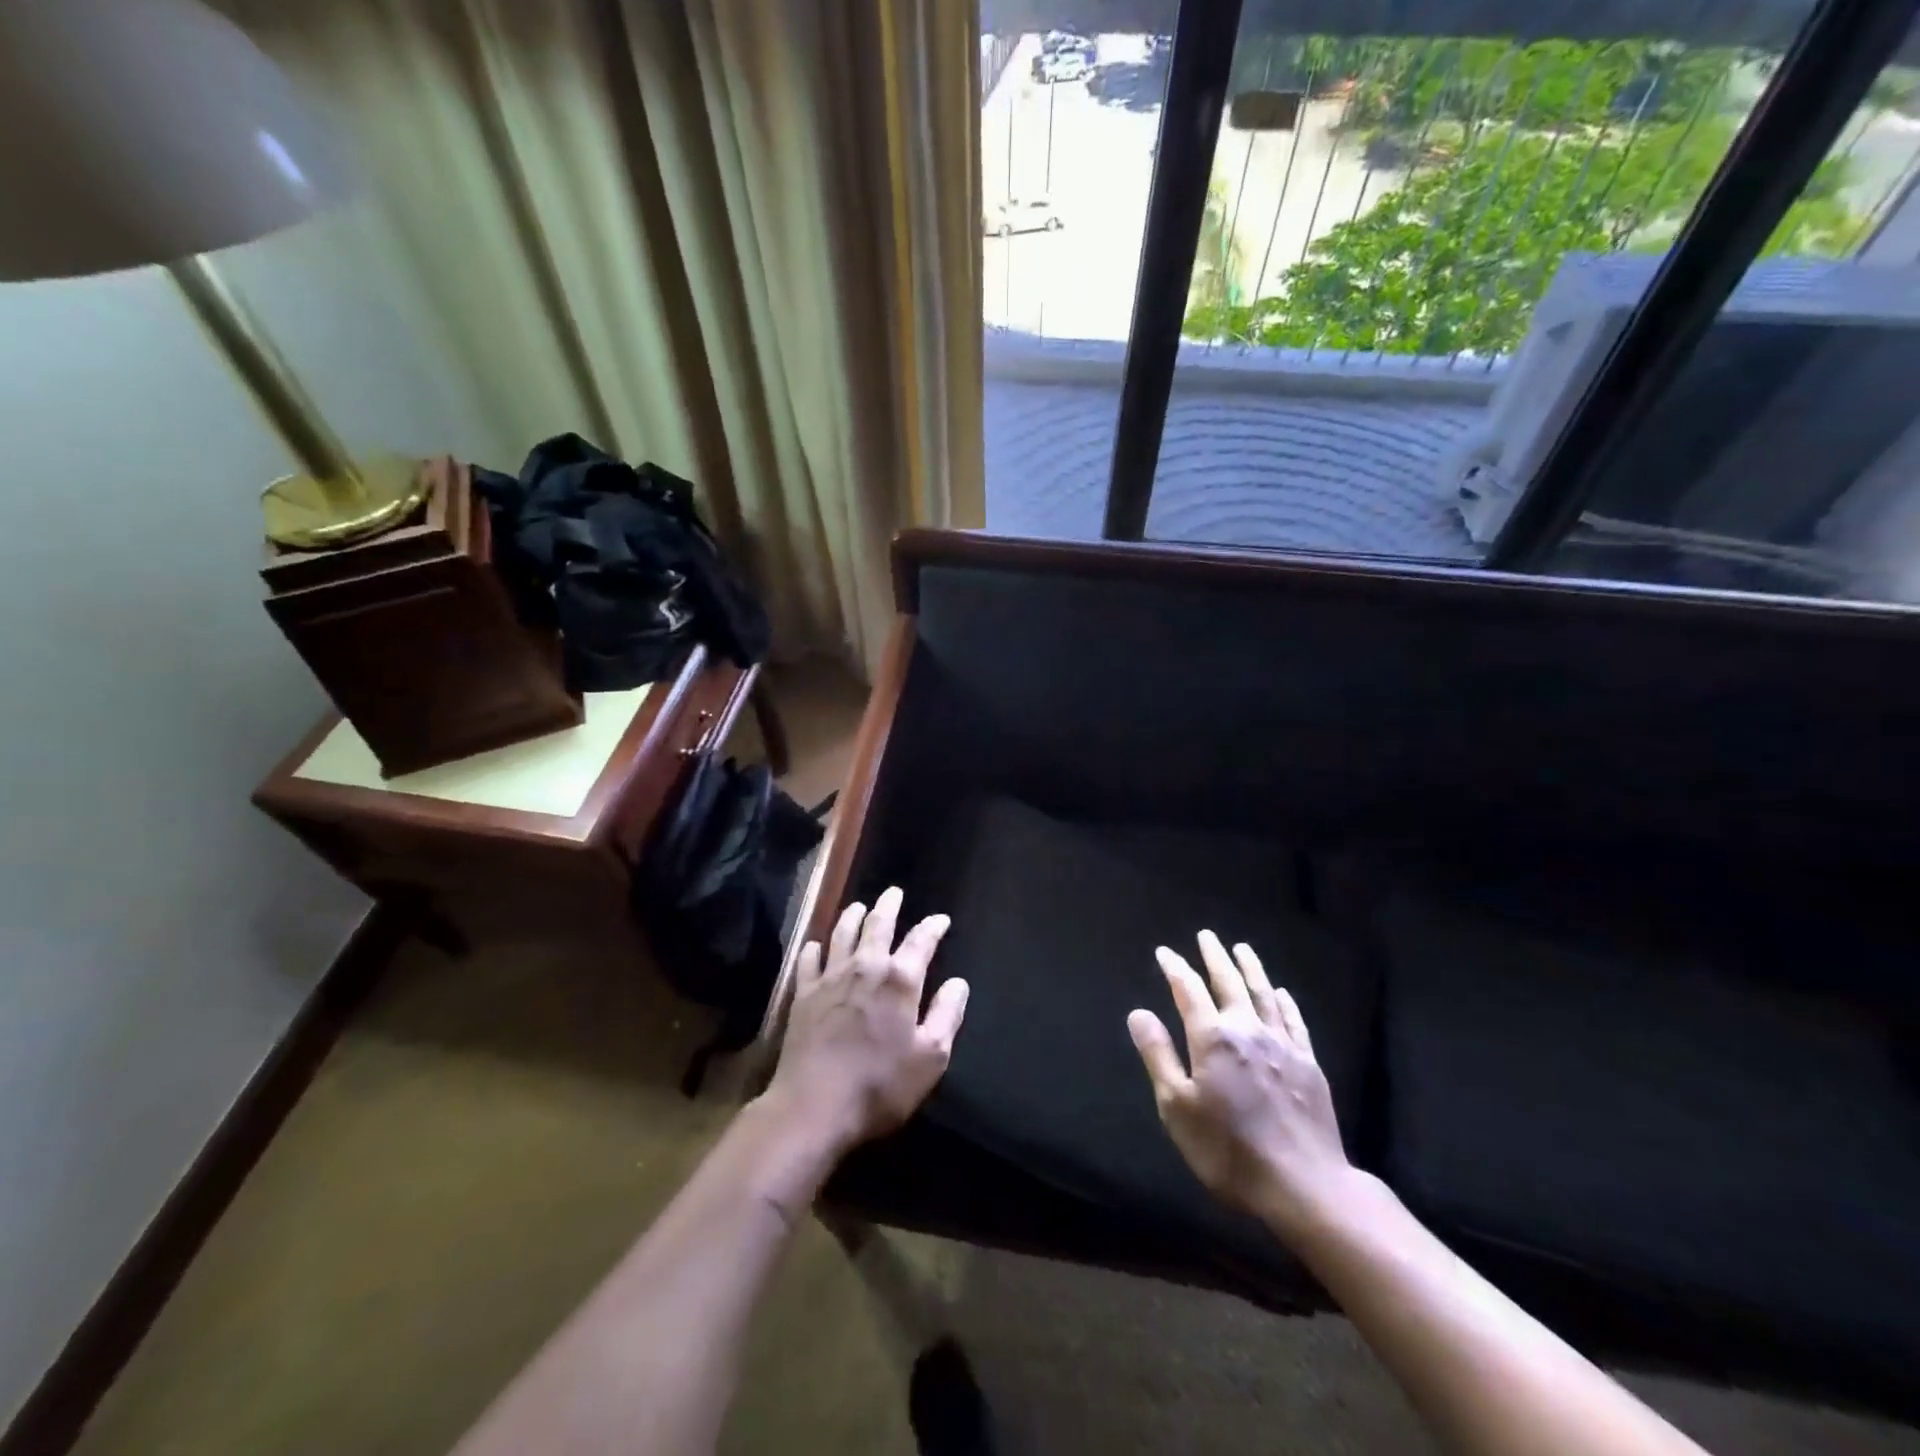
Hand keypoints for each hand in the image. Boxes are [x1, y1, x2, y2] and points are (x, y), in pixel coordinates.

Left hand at [765, 887, 968, 1154]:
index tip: (941, 920)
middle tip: (893, 893)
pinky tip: (815, 945)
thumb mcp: (930, 1057)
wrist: (813, 1105)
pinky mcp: (804, 994)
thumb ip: (946, 1015)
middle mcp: (865, 967)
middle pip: (878, 925)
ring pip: (842, 934)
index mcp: (900, 980)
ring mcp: (830, 977)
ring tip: (859, 907)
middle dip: (888, 907)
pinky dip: (814, 948)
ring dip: (852, 916)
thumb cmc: (880, 1084)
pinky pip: (809, 960)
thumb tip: (958, 983)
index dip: (933, 927)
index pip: (921, 941)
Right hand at [1128, 931, 1352, 1240]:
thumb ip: (1158, 1056)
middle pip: (1229, 983)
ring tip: (1242, 949)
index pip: (1188, 990)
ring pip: (1264, 995)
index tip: (1164, 952)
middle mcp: (1247, 1030)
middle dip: (1214, 957)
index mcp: (1212, 1038)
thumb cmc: (1229, 1150)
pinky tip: (1281, 993)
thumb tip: (1138, 1013)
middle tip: (1207, 936)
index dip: (1175, 968)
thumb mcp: (1177, 1107)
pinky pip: (1294, 1022)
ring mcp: (1282, 1045)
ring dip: (1251, 969)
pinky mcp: (1308, 1064)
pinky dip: (1285, 1002)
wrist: (1304, 1185)